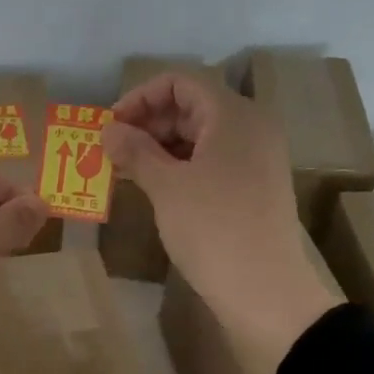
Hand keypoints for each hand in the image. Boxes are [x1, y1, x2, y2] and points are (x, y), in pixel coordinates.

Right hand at [105, 73, 338, 370]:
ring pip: (201, 137)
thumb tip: (108, 130)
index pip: (181, 82)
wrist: (265, 291)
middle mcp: (251, 128)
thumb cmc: (213, 229)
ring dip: (161, 147)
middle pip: (192, 106)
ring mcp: (257, 159)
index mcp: (233, 115)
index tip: (110, 126)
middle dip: (148, 123)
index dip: (140, 97)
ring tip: (127, 172)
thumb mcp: (167, 187)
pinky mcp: (255, 188)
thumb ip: (136, 151)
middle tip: (113, 152)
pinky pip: (213, 161)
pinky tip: (156, 189)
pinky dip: (181, 167)